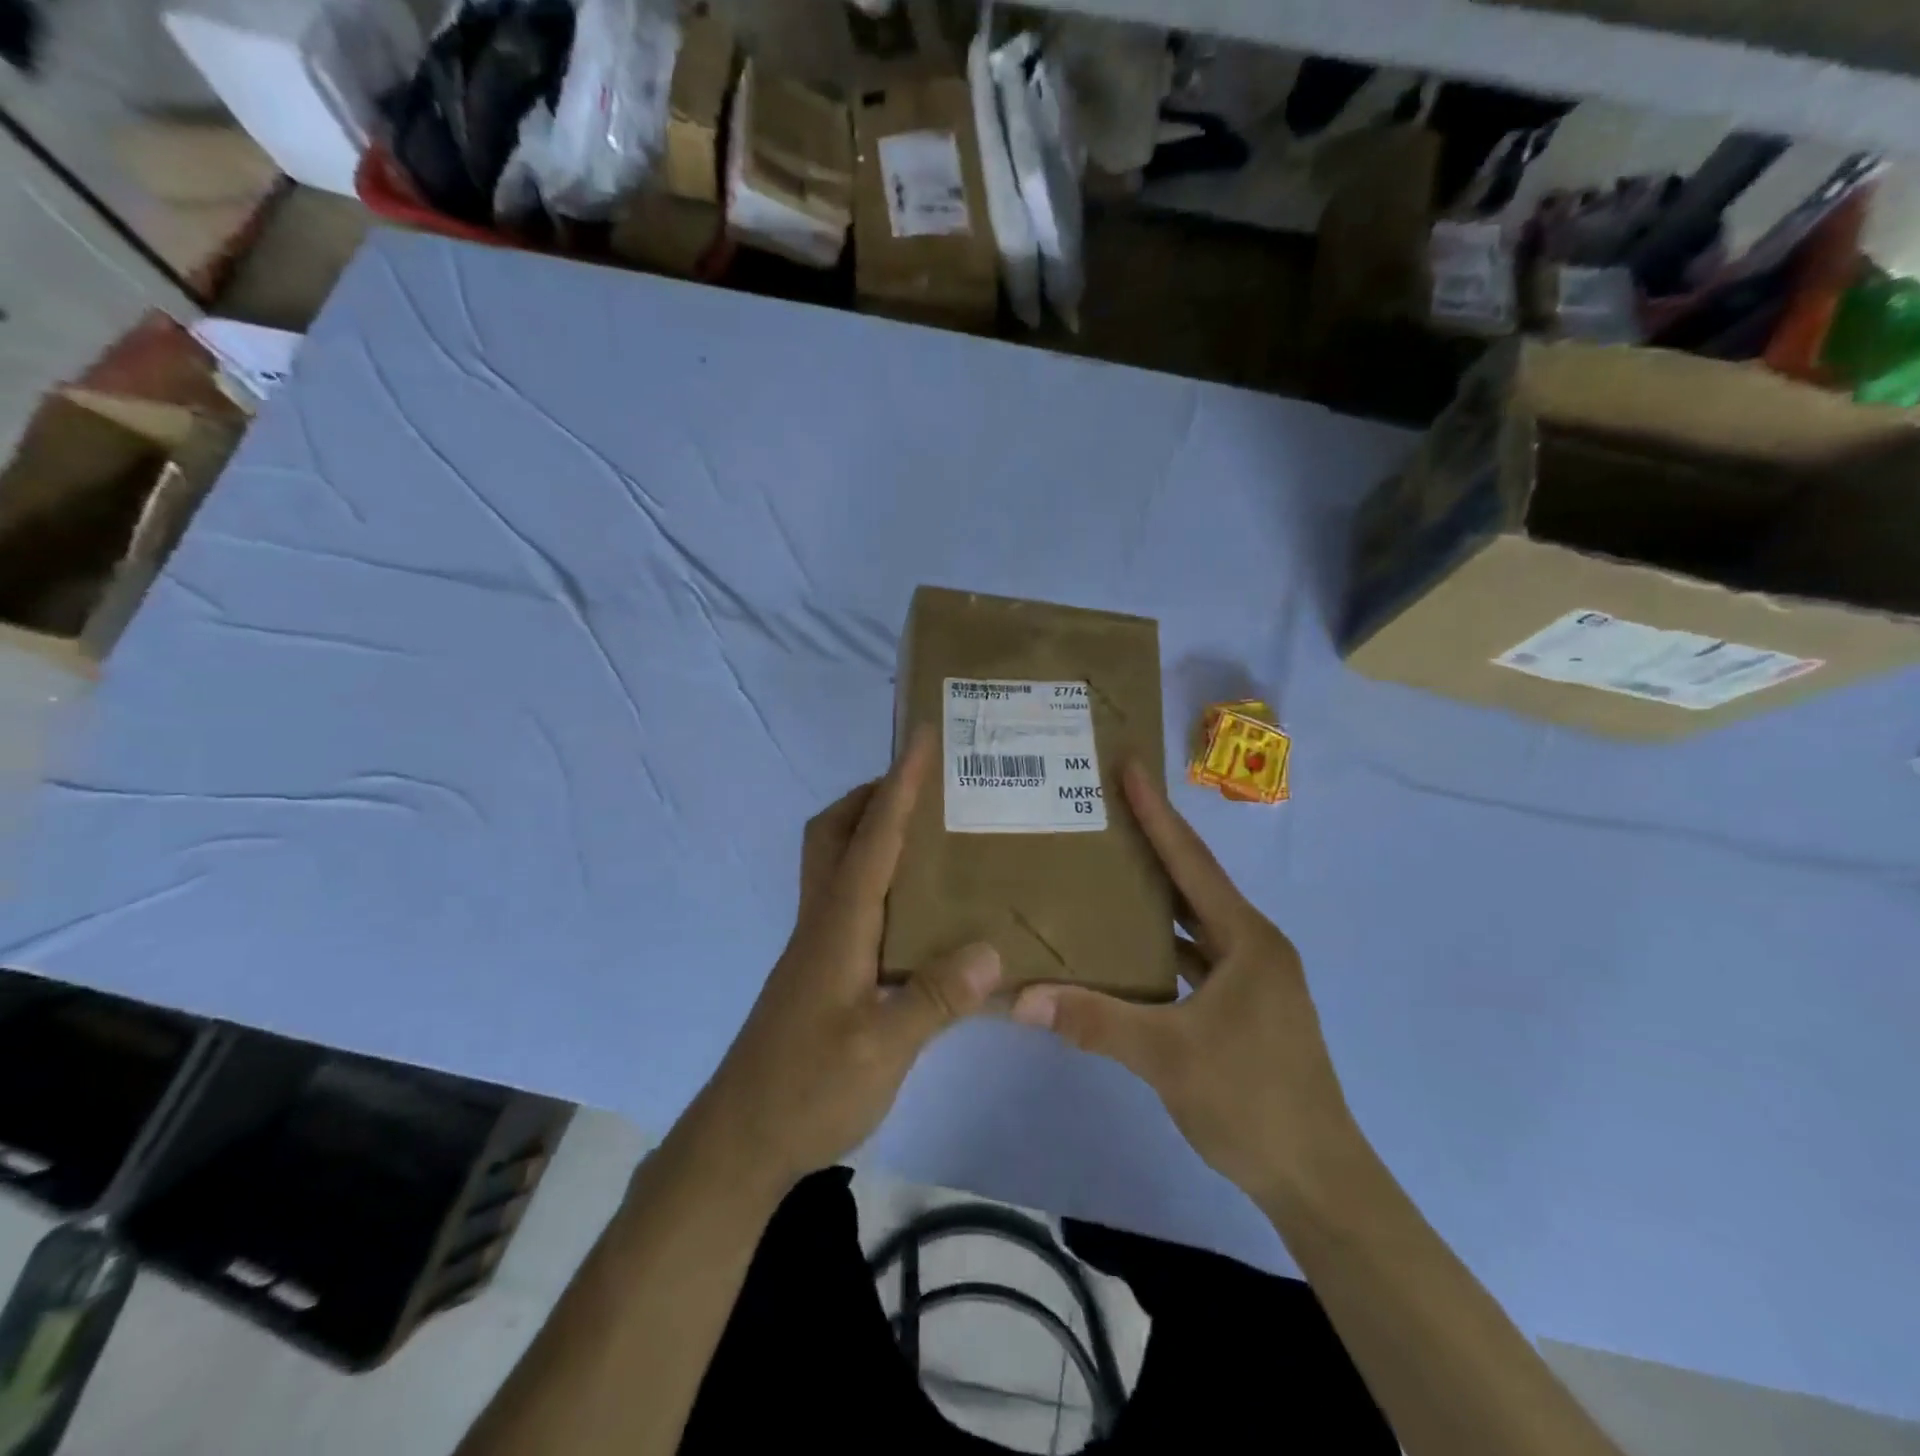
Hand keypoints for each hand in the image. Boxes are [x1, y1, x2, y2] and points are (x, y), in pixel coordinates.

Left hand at [692, 728, 1001, 1198]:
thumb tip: (992, 950)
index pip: (873, 838)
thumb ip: (936, 999)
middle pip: (835, 832)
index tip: (921, 738)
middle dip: (873, 795)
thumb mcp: (882, 1051)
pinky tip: (913, 909)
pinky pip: (848, 896)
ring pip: (837, 862)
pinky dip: (876, 876)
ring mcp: (817, 944)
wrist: (742, 1139)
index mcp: (839, 924)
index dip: (899, 785)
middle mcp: (823, 920)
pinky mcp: (820, 968)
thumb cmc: (807, 1089)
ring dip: (872, 831)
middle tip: (923, 787)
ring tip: (928, 835)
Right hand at [1011, 761, 1354, 1207]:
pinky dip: (1162, 943)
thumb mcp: (1167, 1056)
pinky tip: (1126, 944)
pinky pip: (1195, 956)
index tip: (1130, 768)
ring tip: (1107, 867)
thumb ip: (1093, 1020)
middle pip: (1194, 883)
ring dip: (1156, 896)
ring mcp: (1251, 978)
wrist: (1317, 1178)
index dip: (1157, 814)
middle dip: (1153, 844)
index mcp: (1246, 939)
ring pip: (1194, 922)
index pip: (1191, 862)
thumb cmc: (1251, 1100)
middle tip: (1107, 810)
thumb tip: (1021, 999)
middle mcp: (1253, 946)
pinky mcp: (1244, 1006)